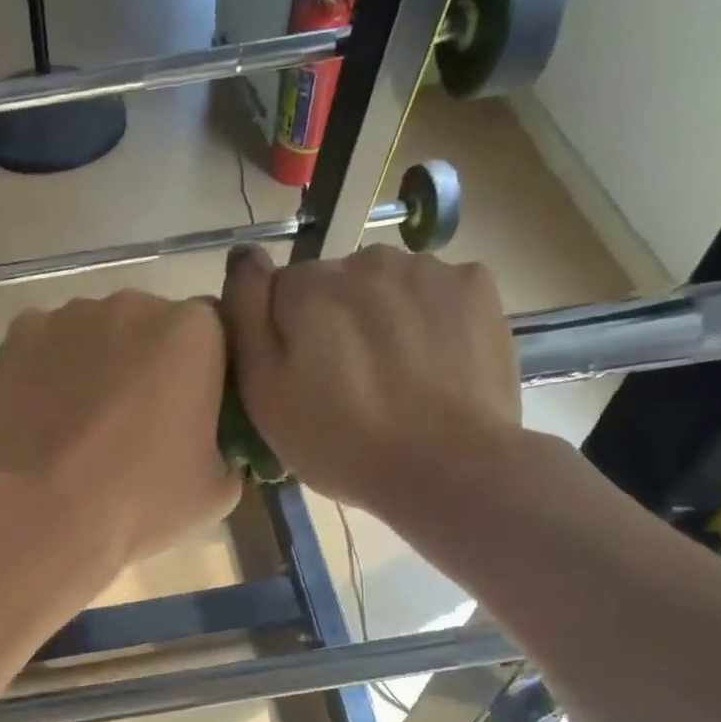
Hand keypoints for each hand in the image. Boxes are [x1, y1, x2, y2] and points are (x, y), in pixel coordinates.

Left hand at [0, 290, 240, 568]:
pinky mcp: (21, 332)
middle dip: (147, 363)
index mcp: (196, 332)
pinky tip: (41, 415)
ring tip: (79, 423)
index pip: (213, 336)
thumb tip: (213, 447)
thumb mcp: (216, 492)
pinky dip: (47, 370)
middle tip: (132, 421)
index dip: (202, 373)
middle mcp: (135, 305)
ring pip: (95, 334)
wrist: (40, 513)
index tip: (189, 411)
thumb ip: (228, 451)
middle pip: (151, 327)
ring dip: (96, 365)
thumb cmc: (139, 501)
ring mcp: (71, 314)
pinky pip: (46, 345)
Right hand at [221, 242, 524, 519]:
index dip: (283, 335)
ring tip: (391, 376)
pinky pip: (434, 292)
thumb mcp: (263, 392)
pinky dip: (428, 318)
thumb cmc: (339, 440)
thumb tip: (243, 254)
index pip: (279, 291)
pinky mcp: (476, 286)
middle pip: (334, 284)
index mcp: (307, 285)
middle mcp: (365, 259)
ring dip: (380, 317)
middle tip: (344, 384)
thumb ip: (245, 315)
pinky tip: (432, 363)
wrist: (447, 467)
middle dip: (333, 322)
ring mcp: (427, 268)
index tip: (297, 377)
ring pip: (385, 285)